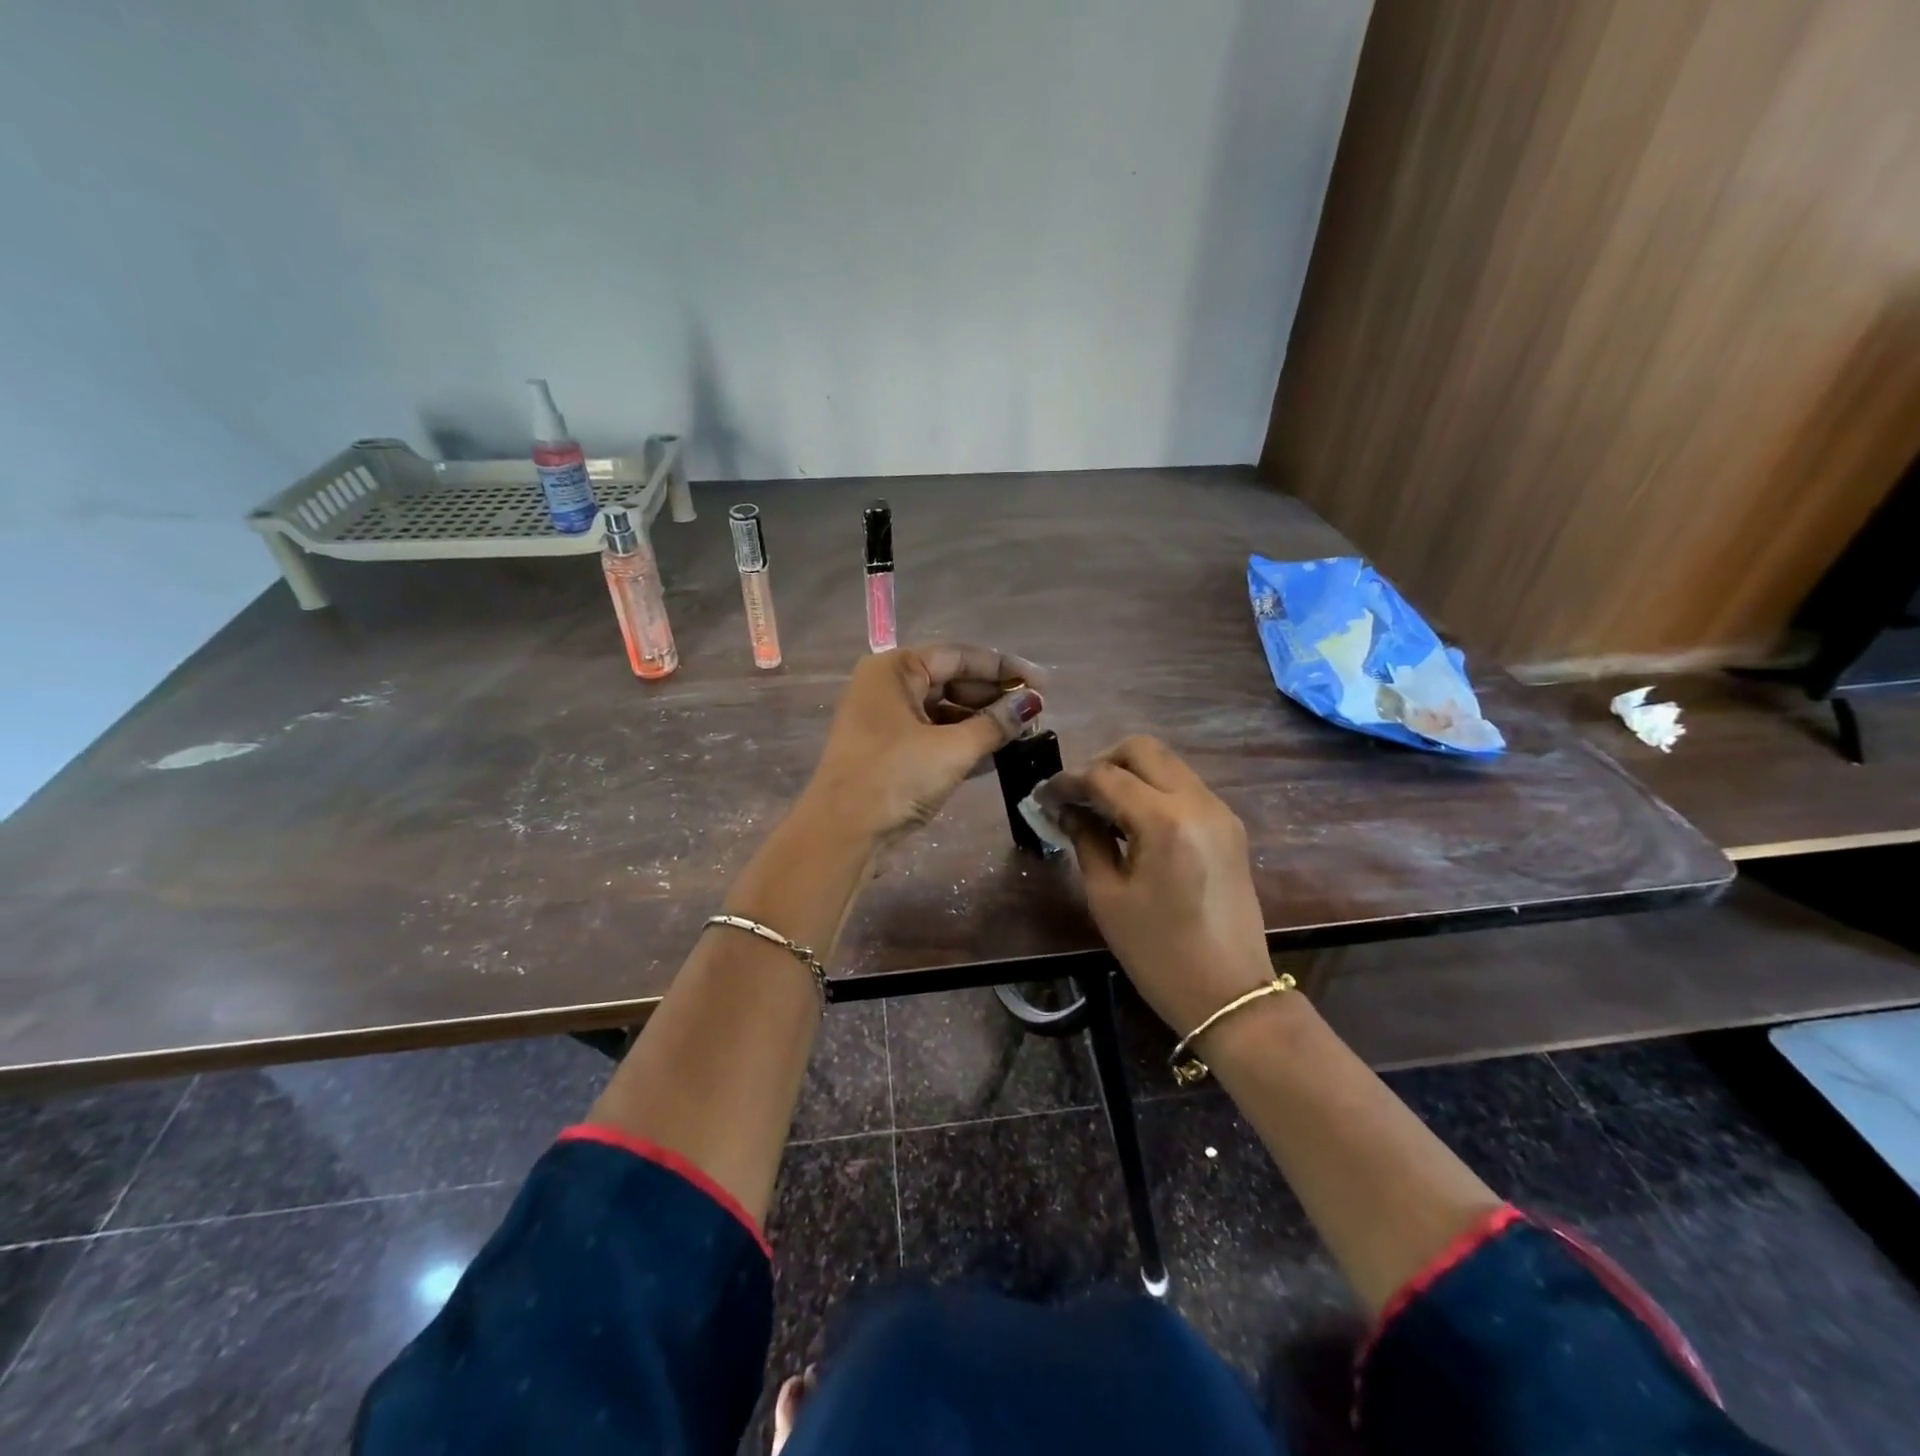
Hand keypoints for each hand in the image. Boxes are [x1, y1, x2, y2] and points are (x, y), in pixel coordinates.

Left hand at [802, 643, 1045, 849]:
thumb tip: (1032, 703)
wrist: (842, 835)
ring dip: (982, 722)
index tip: (1042, 682)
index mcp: (894, 670)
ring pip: (944, 711)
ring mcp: (886, 722)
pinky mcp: (890, 753)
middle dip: (994, 696)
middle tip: (1035, 711)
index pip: (958, 657)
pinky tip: (998, 753)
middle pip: (951, 681)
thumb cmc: (895, 778)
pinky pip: (934, 736)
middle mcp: (887, 688)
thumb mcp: (952, 749)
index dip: (1003, 668)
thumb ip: (995, 723)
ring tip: (1024, 732)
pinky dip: (964, 742)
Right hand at [1038, 736, 1270, 1033]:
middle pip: (1142, 749)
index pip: (1106, 776)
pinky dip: (1153, 790)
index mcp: (1165, 820)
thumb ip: (1086, 840)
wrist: (1231, 995)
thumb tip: (1066, 809)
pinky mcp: (1229, 826)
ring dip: (1129, 774)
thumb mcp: (1108, 896)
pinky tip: (1132, 822)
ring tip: (1100, 808)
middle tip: (1077, 795)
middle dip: (1102, 762)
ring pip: (1167, 763)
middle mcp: (1198, 802)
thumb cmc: (1159, 953)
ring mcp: (1219, 811)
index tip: (1043, 796)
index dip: (1068, 781)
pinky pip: (1184, 787)